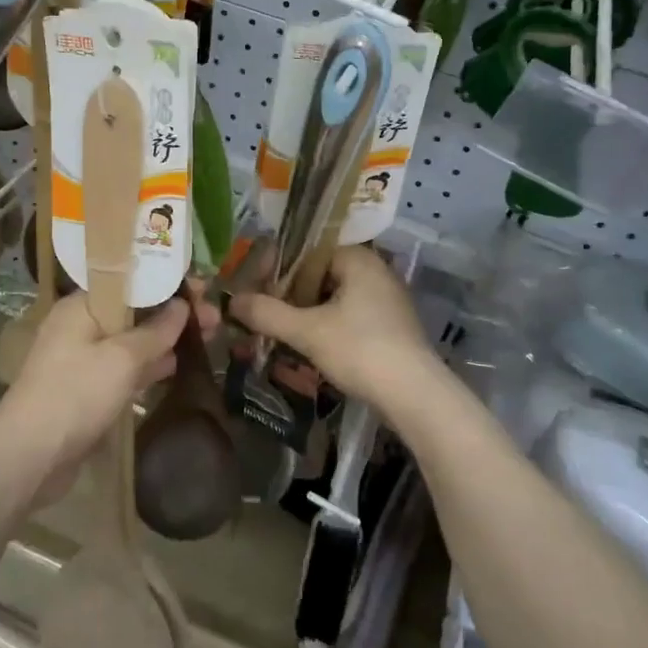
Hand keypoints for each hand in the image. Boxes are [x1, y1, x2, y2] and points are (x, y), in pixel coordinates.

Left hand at [0, 293, 188, 495]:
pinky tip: (177, 366)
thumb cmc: (76, 394)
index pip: (130, 282)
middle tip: (213, 317)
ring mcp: (83, 360)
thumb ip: (156, 331)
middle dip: (173, 313)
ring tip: (207, 337)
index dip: (166, 282)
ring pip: (132, 341)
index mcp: (82, 306)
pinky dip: (149, 366)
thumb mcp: (122, 358)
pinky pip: (125, 369)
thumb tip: (181, 307)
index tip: (200, 287)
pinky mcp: (88, 390)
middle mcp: (81, 326)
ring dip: (165, 339)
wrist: (30, 458)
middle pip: (134, 311)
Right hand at [231, 246, 442, 422]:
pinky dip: (328, 327)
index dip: (280, 269)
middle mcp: (376, 271)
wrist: (415, 395)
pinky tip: (311, 348)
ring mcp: (388, 300)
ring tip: (282, 333)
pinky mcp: (392, 326)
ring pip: (335, 298)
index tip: (257, 290)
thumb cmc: (360, 350)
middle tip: (265, 314)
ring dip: (308, 314)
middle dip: (292, 295)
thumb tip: (232, 301)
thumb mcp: (307, 331)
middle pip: (321, 275)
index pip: (309, 251)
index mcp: (359, 259)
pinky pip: (351, 316)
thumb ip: (267, 313)